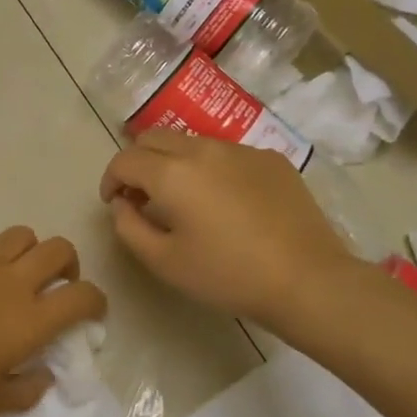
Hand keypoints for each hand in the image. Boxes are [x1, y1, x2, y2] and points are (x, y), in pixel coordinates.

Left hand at [0, 227, 106, 416]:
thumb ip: (28, 388)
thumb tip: (43, 374)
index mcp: (30, 319)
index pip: (83, 296)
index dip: (96, 301)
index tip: (90, 313)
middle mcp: (11, 281)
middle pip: (58, 249)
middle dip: (68, 264)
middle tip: (55, 285)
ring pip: (21, 235)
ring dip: (28, 252)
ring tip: (14, 274)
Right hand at [99, 131, 359, 329]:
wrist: (306, 279)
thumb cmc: (227, 275)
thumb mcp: (163, 262)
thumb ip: (129, 227)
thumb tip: (123, 203)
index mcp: (171, 172)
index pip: (125, 159)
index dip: (110, 179)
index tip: (114, 202)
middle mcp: (202, 149)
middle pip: (154, 138)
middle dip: (138, 162)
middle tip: (141, 195)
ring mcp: (240, 149)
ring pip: (191, 142)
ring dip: (174, 162)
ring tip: (183, 198)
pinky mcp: (270, 158)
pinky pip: (226, 153)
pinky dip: (210, 168)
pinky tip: (225, 202)